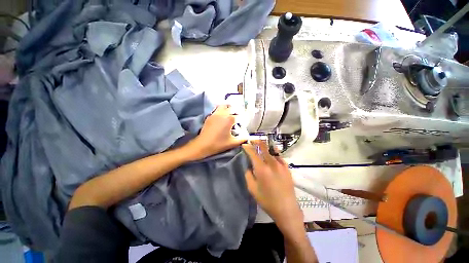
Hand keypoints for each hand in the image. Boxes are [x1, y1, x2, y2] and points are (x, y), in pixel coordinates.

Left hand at [186, 105, 245, 159]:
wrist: (202, 145)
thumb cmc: (218, 144)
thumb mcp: (232, 143)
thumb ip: (242, 139)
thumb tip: (248, 137)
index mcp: (229, 119)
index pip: (239, 116)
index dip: (243, 120)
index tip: (244, 124)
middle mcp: (223, 114)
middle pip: (232, 107)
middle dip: (236, 111)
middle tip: (238, 117)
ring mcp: (215, 114)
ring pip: (223, 106)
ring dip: (228, 108)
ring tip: (231, 114)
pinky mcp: (210, 116)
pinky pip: (217, 109)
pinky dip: (221, 110)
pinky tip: (222, 117)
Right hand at [242, 141, 303, 231]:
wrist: (287, 209)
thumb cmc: (267, 200)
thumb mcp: (252, 189)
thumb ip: (248, 175)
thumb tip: (250, 167)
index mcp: (262, 169)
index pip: (253, 153)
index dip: (248, 147)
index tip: (244, 144)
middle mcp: (272, 163)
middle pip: (263, 148)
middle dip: (257, 142)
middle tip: (252, 140)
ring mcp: (281, 165)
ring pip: (272, 151)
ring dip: (265, 147)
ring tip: (261, 145)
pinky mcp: (287, 168)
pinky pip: (279, 157)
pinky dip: (274, 154)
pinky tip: (272, 155)